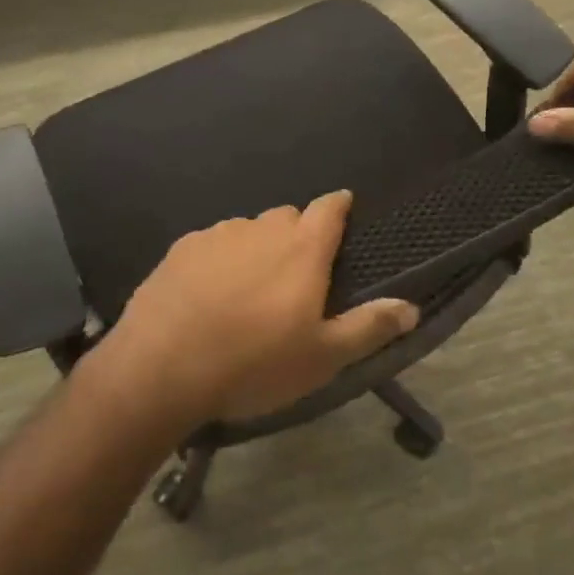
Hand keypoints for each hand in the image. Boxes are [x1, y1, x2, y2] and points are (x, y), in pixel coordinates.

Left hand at [92, 192, 418, 429]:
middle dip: (297, 235)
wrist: (161, 368)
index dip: (339, 206)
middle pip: (288, 217)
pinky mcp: (181, 248)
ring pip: (248, 230)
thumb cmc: (253, 364)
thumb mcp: (322, 358)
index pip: (329, 208)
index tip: (343, 209)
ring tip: (248, 290)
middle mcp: (262, 229)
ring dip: (256, 248)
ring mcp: (218, 235)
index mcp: (302, 249)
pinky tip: (208, 294)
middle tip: (294, 276)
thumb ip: (369, 327)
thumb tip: (411, 307)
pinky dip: (219, 259)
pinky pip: (212, 243)